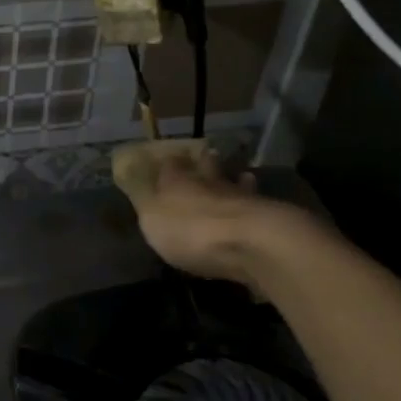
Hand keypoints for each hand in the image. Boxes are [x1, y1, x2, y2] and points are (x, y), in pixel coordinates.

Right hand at [112, 141, 312, 284]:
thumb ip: (144, 200)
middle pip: (207, 168)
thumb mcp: (152, 219)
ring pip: (236, 183)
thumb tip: (133, 178)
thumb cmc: (191, 231)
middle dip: (205, 164)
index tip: (167, 158)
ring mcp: (242, 198)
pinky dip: (253, 205)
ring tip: (237, 177)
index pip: (171, 165)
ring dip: (234, 181)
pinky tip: (255, 207)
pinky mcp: (267, 218)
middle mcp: (211, 183)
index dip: (168, 163)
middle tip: (206, 156)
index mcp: (179, 181)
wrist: (252, 244)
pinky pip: (256, 207)